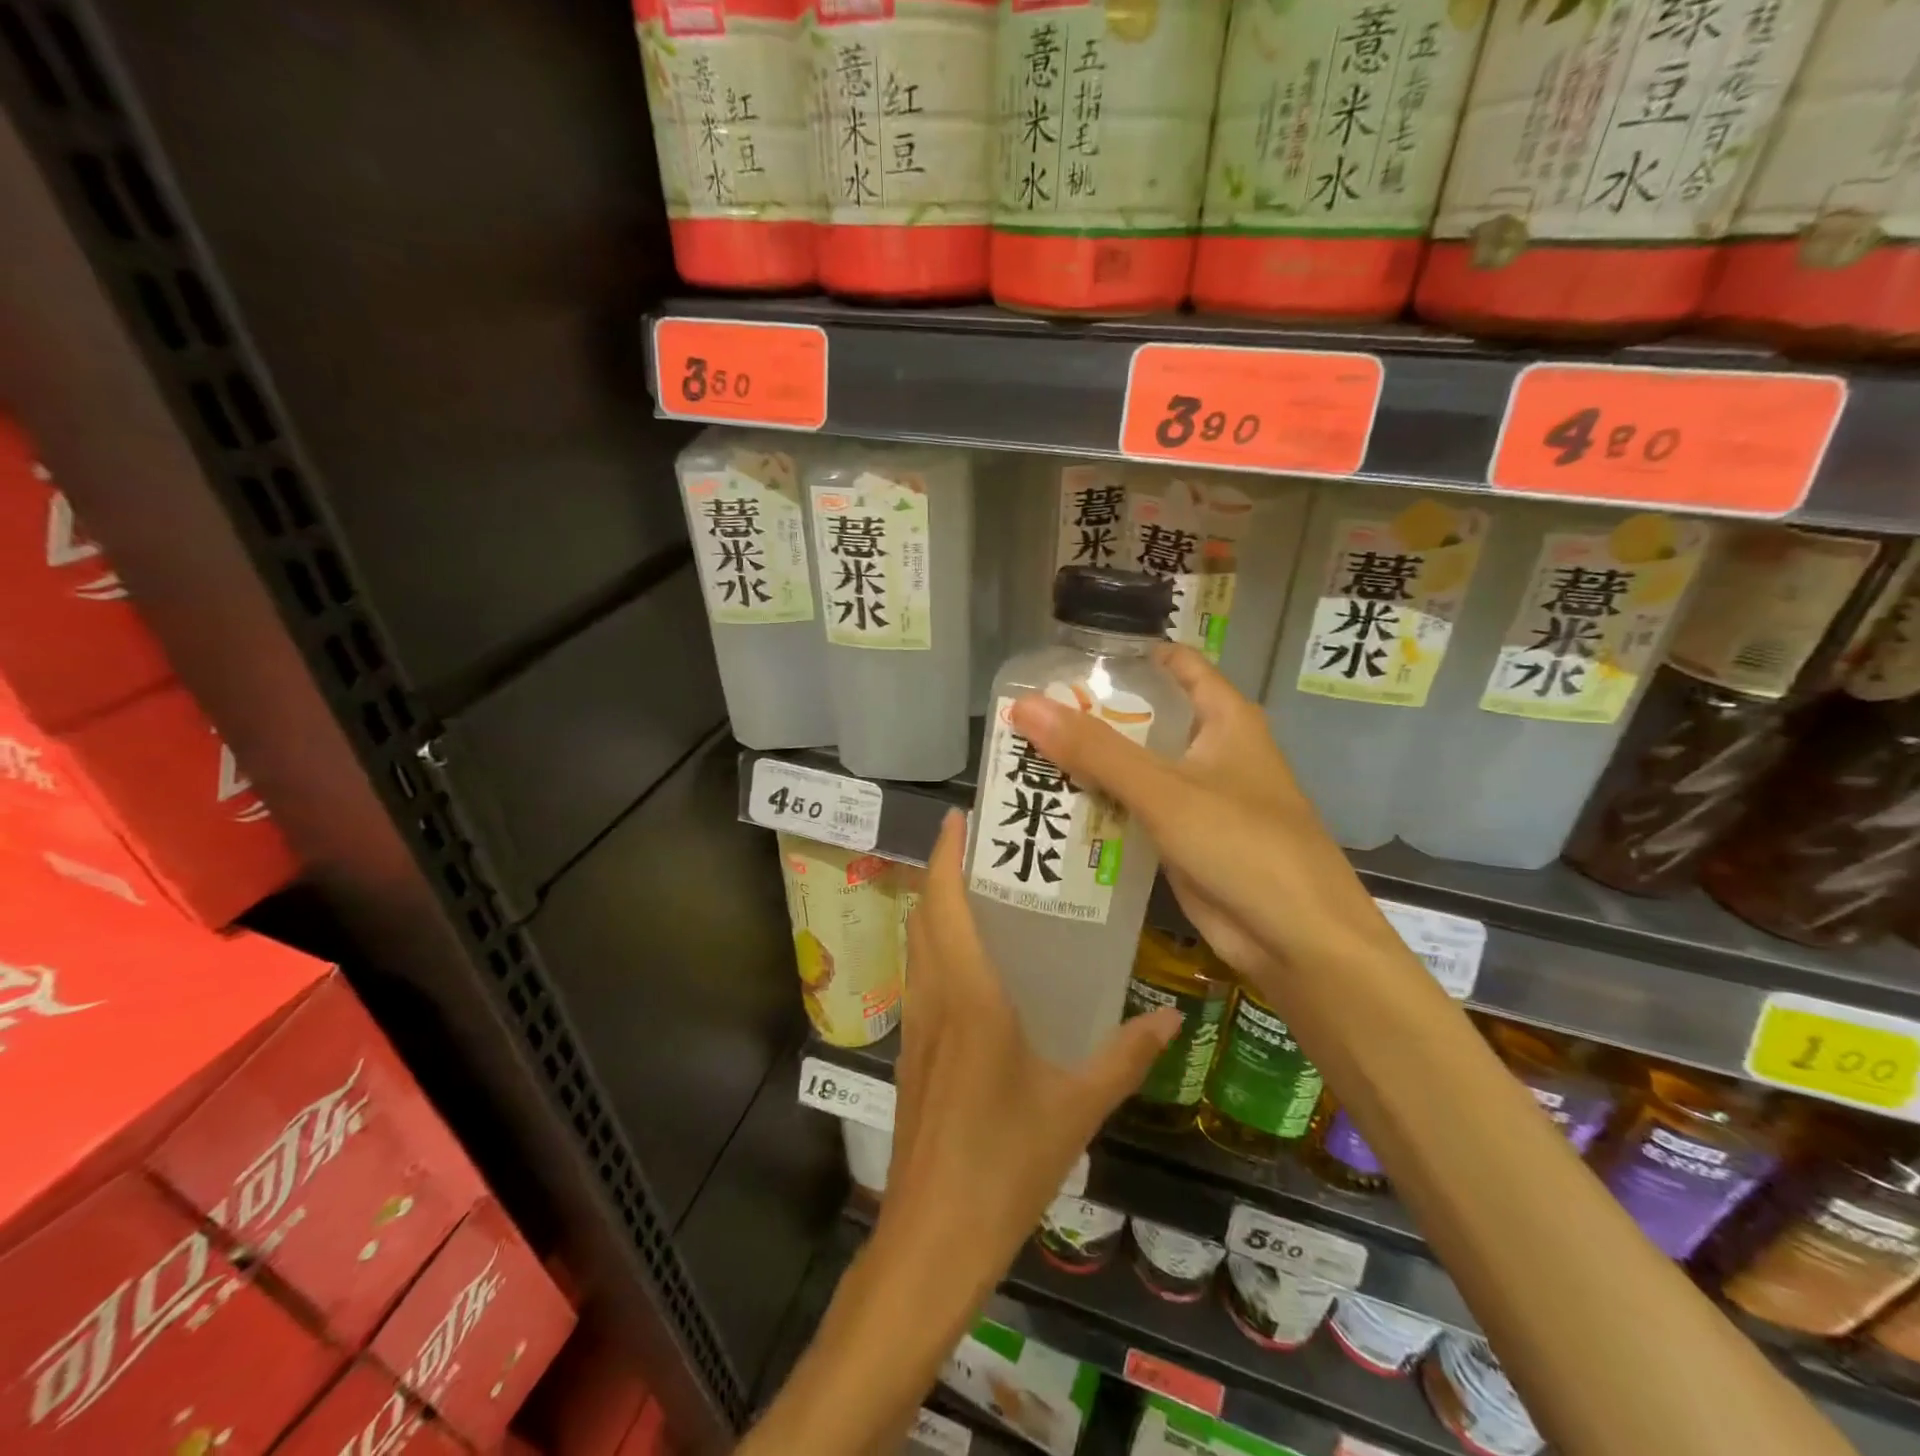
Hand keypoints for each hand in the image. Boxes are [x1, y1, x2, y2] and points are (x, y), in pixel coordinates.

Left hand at [877, 811, 1178, 1298]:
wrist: (932, 1239)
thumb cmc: (1005, 1164)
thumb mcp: (1076, 1107)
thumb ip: (1124, 1057)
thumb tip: (1171, 1018)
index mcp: (968, 995)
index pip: (946, 903)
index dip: (947, 854)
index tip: (960, 817)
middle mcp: (933, 997)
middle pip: (926, 915)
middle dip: (944, 872)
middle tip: (985, 848)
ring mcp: (915, 1026)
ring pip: (917, 946)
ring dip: (936, 909)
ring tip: (980, 892)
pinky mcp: (911, 1054)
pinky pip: (920, 980)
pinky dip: (937, 950)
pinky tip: (974, 967)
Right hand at [1008, 645, 1399, 980]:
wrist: (1298, 940)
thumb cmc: (1243, 845)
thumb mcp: (1165, 790)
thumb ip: (1095, 750)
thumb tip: (1026, 705)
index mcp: (1224, 719)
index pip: (1176, 664)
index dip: (1128, 655)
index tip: (1070, 658)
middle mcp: (1212, 750)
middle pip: (1146, 717)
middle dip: (1093, 715)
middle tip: (1029, 713)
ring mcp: (1198, 798)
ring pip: (1136, 767)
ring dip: (1091, 764)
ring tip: (1026, 754)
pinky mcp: (1184, 839)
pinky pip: (1135, 811)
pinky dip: (1101, 806)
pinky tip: (1055, 806)